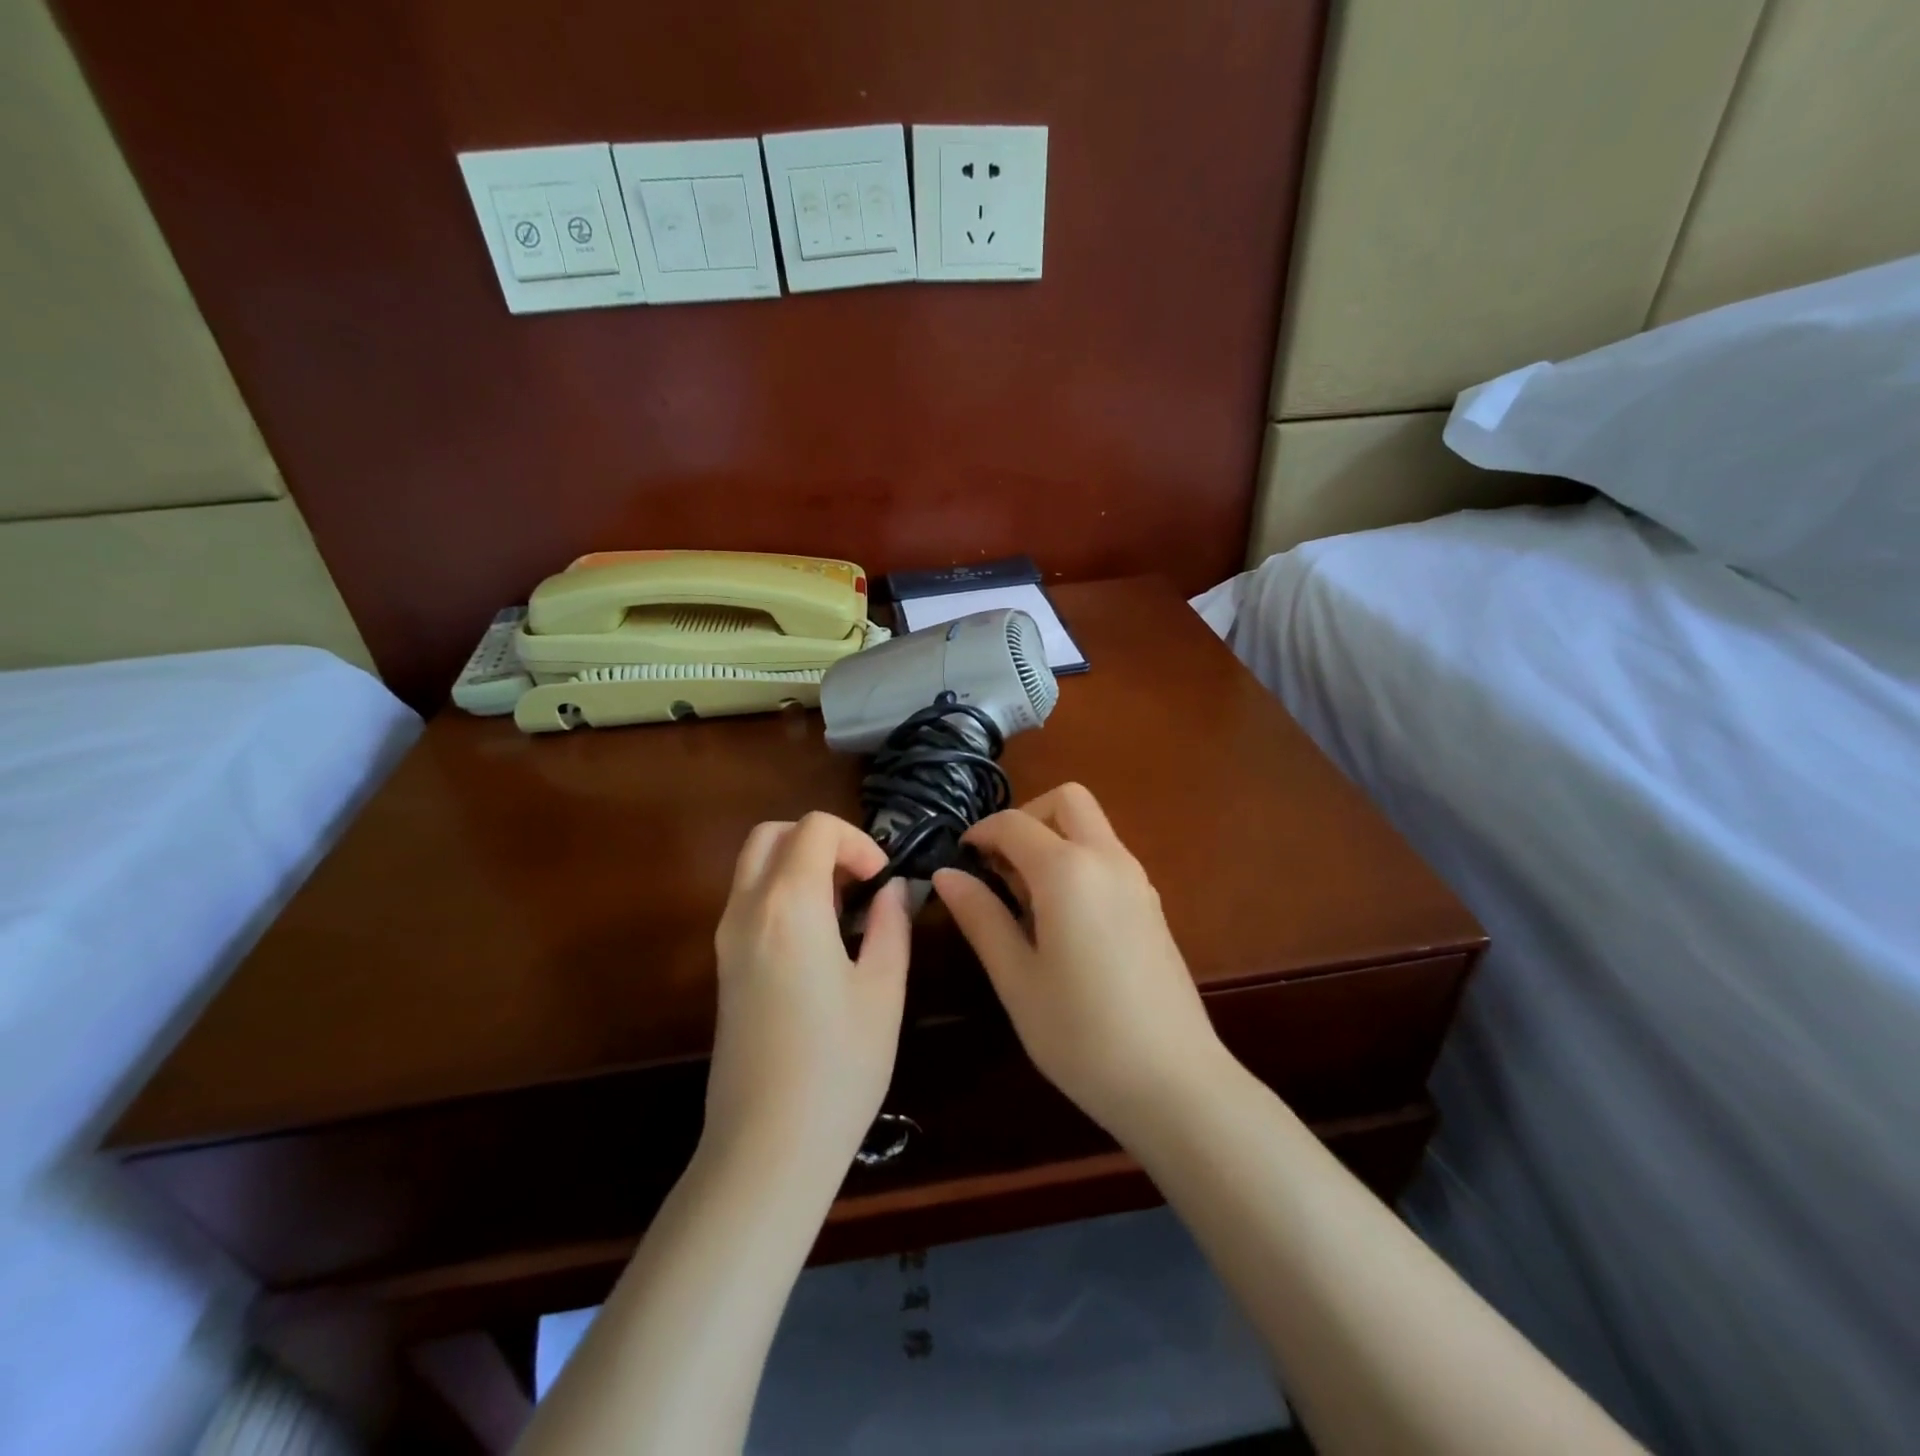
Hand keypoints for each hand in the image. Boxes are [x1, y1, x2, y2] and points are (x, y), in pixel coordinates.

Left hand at [706, 813, 911, 1173]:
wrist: (766, 1147)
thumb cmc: (838, 1067)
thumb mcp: (884, 991)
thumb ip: (891, 925)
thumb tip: (894, 890)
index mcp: (789, 906)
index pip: (815, 828)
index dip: (858, 842)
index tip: (883, 883)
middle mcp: (747, 910)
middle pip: (773, 834)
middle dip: (821, 842)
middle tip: (859, 883)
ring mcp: (727, 938)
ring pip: (755, 865)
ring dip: (800, 865)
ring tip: (844, 912)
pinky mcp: (723, 966)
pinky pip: (749, 900)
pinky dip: (782, 892)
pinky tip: (819, 940)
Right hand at [933, 783, 1226, 1136]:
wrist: (1174, 1082)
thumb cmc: (1081, 1033)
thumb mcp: (1016, 978)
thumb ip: (980, 917)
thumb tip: (946, 874)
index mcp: (1068, 870)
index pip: (1014, 823)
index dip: (980, 833)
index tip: (959, 860)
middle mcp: (1108, 859)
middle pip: (1067, 800)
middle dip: (1026, 818)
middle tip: (1000, 867)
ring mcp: (1137, 880)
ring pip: (1091, 826)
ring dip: (1054, 839)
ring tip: (1025, 899)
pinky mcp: (1152, 904)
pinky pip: (1108, 856)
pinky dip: (1078, 861)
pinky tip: (1061, 918)